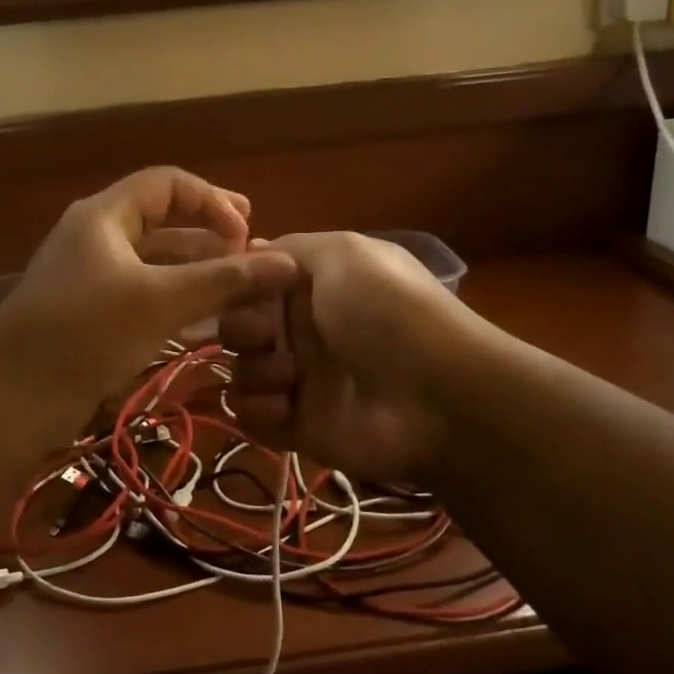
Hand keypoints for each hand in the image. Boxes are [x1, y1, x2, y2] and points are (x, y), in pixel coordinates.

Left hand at [0, 167, 297, 409]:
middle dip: (210, 234)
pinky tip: (205, 318)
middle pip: (163, 220)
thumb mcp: (160, 301)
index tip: (248, 232)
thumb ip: (224, 281)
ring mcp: (91, 277)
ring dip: (196, 268)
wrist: (10, 398)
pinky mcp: (90, 314)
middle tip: (253, 253)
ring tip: (239, 287)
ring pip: (154, 260)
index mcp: (105, 215)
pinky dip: (175, 297)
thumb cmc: (85, 334)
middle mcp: (97, 237)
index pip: (169, 184)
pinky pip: (142, 292)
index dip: (213, 200)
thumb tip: (289, 262)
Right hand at [221, 232, 473, 482]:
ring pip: (241, 372)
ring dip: (253, 371)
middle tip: (264, 336)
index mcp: (314, 288)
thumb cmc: (385, 310)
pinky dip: (257, 412)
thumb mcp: (343, 253)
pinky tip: (285, 407)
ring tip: (289, 377)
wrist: (435, 395)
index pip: (254, 284)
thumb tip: (250, 248)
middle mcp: (304, 331)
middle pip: (239, 328)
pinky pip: (251, 418)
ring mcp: (301, 380)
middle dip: (240, 330)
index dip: (238, 286)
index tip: (238, 288)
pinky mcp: (300, 426)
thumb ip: (291, 247)